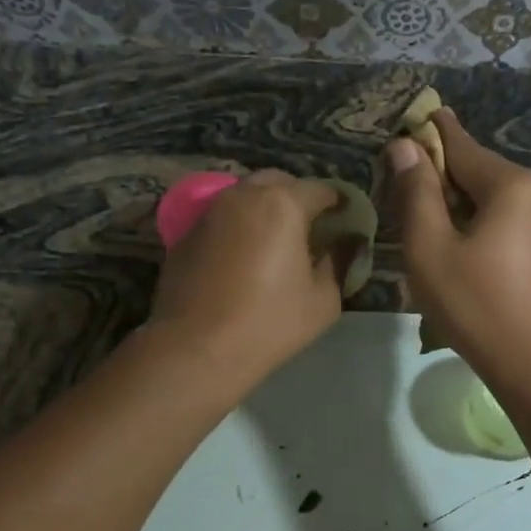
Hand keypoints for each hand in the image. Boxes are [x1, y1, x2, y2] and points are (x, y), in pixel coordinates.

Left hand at [150, 170, 353, 390]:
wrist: (197, 348)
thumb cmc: (269, 324)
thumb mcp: (323, 301)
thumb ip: (337, 264)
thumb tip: (341, 247)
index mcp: (282, 204)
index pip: (320, 189)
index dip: (338, 204)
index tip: (345, 222)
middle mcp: (243, 196)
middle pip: (278, 182)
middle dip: (298, 198)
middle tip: (310, 230)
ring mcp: (209, 211)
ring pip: (245, 196)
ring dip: (264, 210)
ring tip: (275, 242)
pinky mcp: (185, 233)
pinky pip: (222, 218)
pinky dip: (238, 227)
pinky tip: (242, 258)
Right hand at [387, 109, 530, 385]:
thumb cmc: (475, 304)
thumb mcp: (430, 248)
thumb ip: (417, 193)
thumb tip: (406, 147)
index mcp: (513, 185)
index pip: (462, 147)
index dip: (433, 133)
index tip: (417, 115)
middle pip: (480, 172)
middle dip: (444, 175)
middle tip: (407, 183)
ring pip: (495, 199)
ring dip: (462, 202)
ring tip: (429, 219)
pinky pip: (510, 220)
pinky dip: (482, 222)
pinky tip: (462, 243)